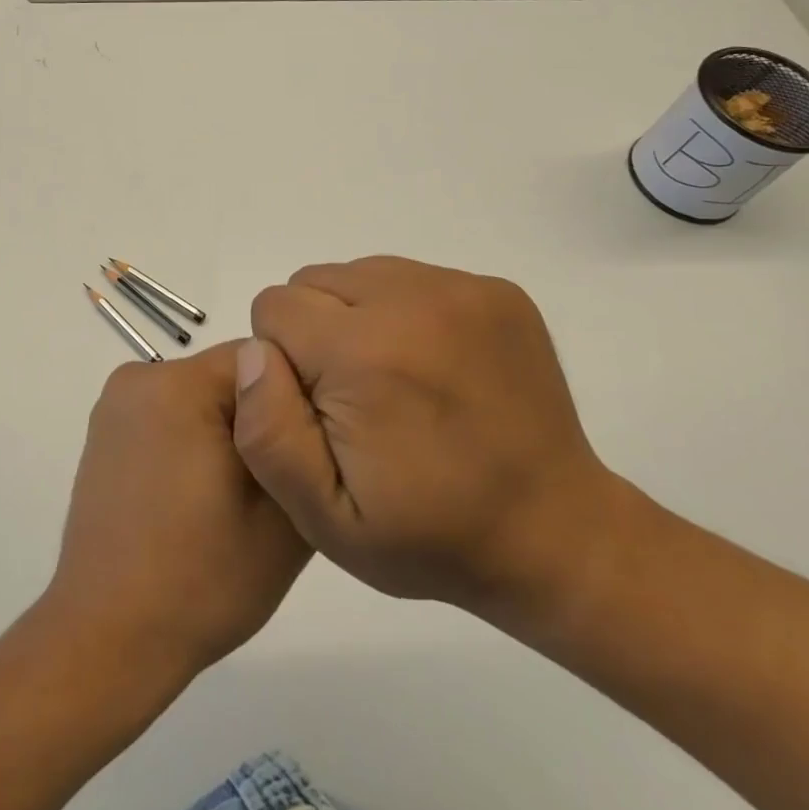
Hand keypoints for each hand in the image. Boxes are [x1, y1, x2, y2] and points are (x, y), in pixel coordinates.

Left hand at [41, 342, 311, 688]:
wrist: (110, 638)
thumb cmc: (202, 579)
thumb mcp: (283, 516)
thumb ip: (305, 448)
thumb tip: (311, 412)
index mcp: (178, 384)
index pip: (264, 360)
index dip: (297, 403)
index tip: (309, 452)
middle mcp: (138, 378)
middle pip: (230, 377)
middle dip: (261, 418)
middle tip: (280, 483)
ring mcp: (114, 407)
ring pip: (201, 399)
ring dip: (228, 433)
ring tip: (240, 499)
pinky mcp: (104, 436)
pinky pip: (170, 418)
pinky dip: (193, 444)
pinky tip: (201, 499)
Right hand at [234, 256, 621, 620]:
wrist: (555, 532)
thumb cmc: (429, 535)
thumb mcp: (325, 517)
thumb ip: (268, 433)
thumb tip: (253, 353)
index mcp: (364, 352)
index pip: (274, 308)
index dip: (282, 362)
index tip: (319, 409)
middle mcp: (412, 299)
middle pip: (313, 282)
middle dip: (315, 333)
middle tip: (354, 398)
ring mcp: (461, 288)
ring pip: (360, 273)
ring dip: (356, 317)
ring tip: (392, 381)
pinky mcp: (495, 289)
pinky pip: (410, 277)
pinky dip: (402, 313)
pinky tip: (431, 367)